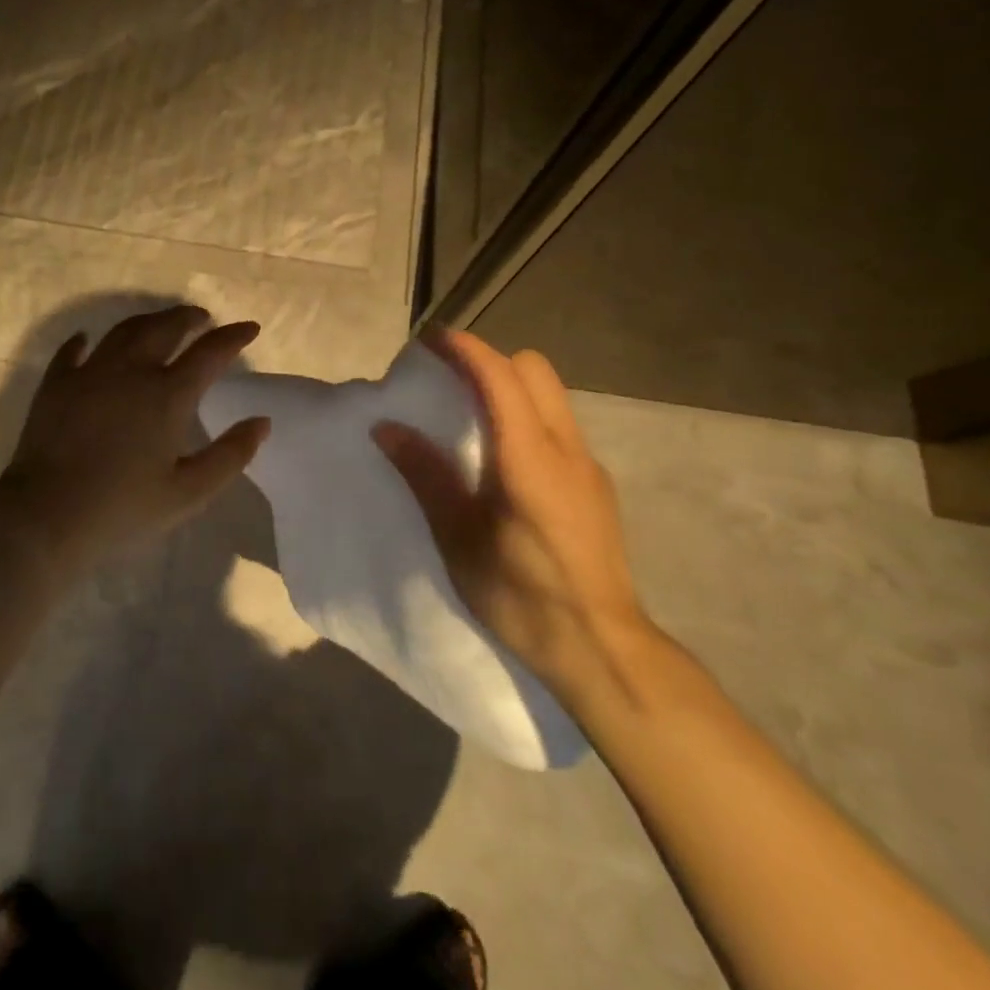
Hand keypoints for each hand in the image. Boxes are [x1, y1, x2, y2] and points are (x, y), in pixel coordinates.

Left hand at [0, 306, 269, 563]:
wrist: (46, 516)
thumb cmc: (123, 509)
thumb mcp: (189, 492)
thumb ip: (230, 455)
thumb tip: (262, 422)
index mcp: (167, 395)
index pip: (210, 352)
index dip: (234, 337)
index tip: (250, 328)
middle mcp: (130, 371)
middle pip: (165, 328)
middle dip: (188, 318)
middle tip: (202, 318)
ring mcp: (89, 373)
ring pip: (123, 331)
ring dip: (147, 321)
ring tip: (158, 324)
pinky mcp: (55, 384)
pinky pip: (72, 351)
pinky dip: (84, 341)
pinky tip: (87, 340)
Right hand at [373, 331, 651, 700]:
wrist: (602, 649)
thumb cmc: (521, 594)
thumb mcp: (458, 537)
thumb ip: (425, 474)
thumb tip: (387, 427)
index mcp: (530, 456)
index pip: (499, 375)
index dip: (463, 349)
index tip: (428, 341)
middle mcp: (566, 447)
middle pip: (534, 369)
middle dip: (489, 360)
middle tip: (448, 381)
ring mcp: (587, 466)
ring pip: (552, 395)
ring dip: (510, 387)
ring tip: (470, 416)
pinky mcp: (595, 486)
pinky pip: (559, 426)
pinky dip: (527, 417)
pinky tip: (503, 461)